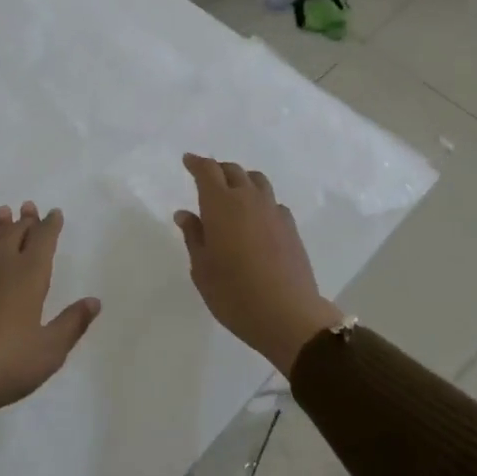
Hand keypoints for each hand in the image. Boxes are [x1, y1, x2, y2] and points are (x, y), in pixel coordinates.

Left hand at [0, 203, 100, 475]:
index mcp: (29, 276)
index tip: (54, 213)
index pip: (43, 240)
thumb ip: (72, 323)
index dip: (50, 225)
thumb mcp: (49, 351)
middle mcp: (2, 267)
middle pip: (16, 234)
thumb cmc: (5, 364)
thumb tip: (94, 301)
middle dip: (26, 220)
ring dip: (1, 227)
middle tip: (29, 207)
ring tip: (4, 212)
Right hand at [174, 154, 342, 372]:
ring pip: (256, 181)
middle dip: (218, 170)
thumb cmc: (233, 293)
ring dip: (242, 180)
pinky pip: (272, 201)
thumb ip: (193, 236)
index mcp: (220, 204)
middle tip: (207, 179)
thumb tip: (185, 214)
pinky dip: (260, 200)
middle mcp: (248, 199)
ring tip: (233, 193)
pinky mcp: (291, 227)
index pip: (207, 171)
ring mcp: (273, 211)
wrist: (287, 315)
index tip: (188, 160)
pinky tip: (256, 218)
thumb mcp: (202, 268)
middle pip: (233, 171)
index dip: (196, 163)